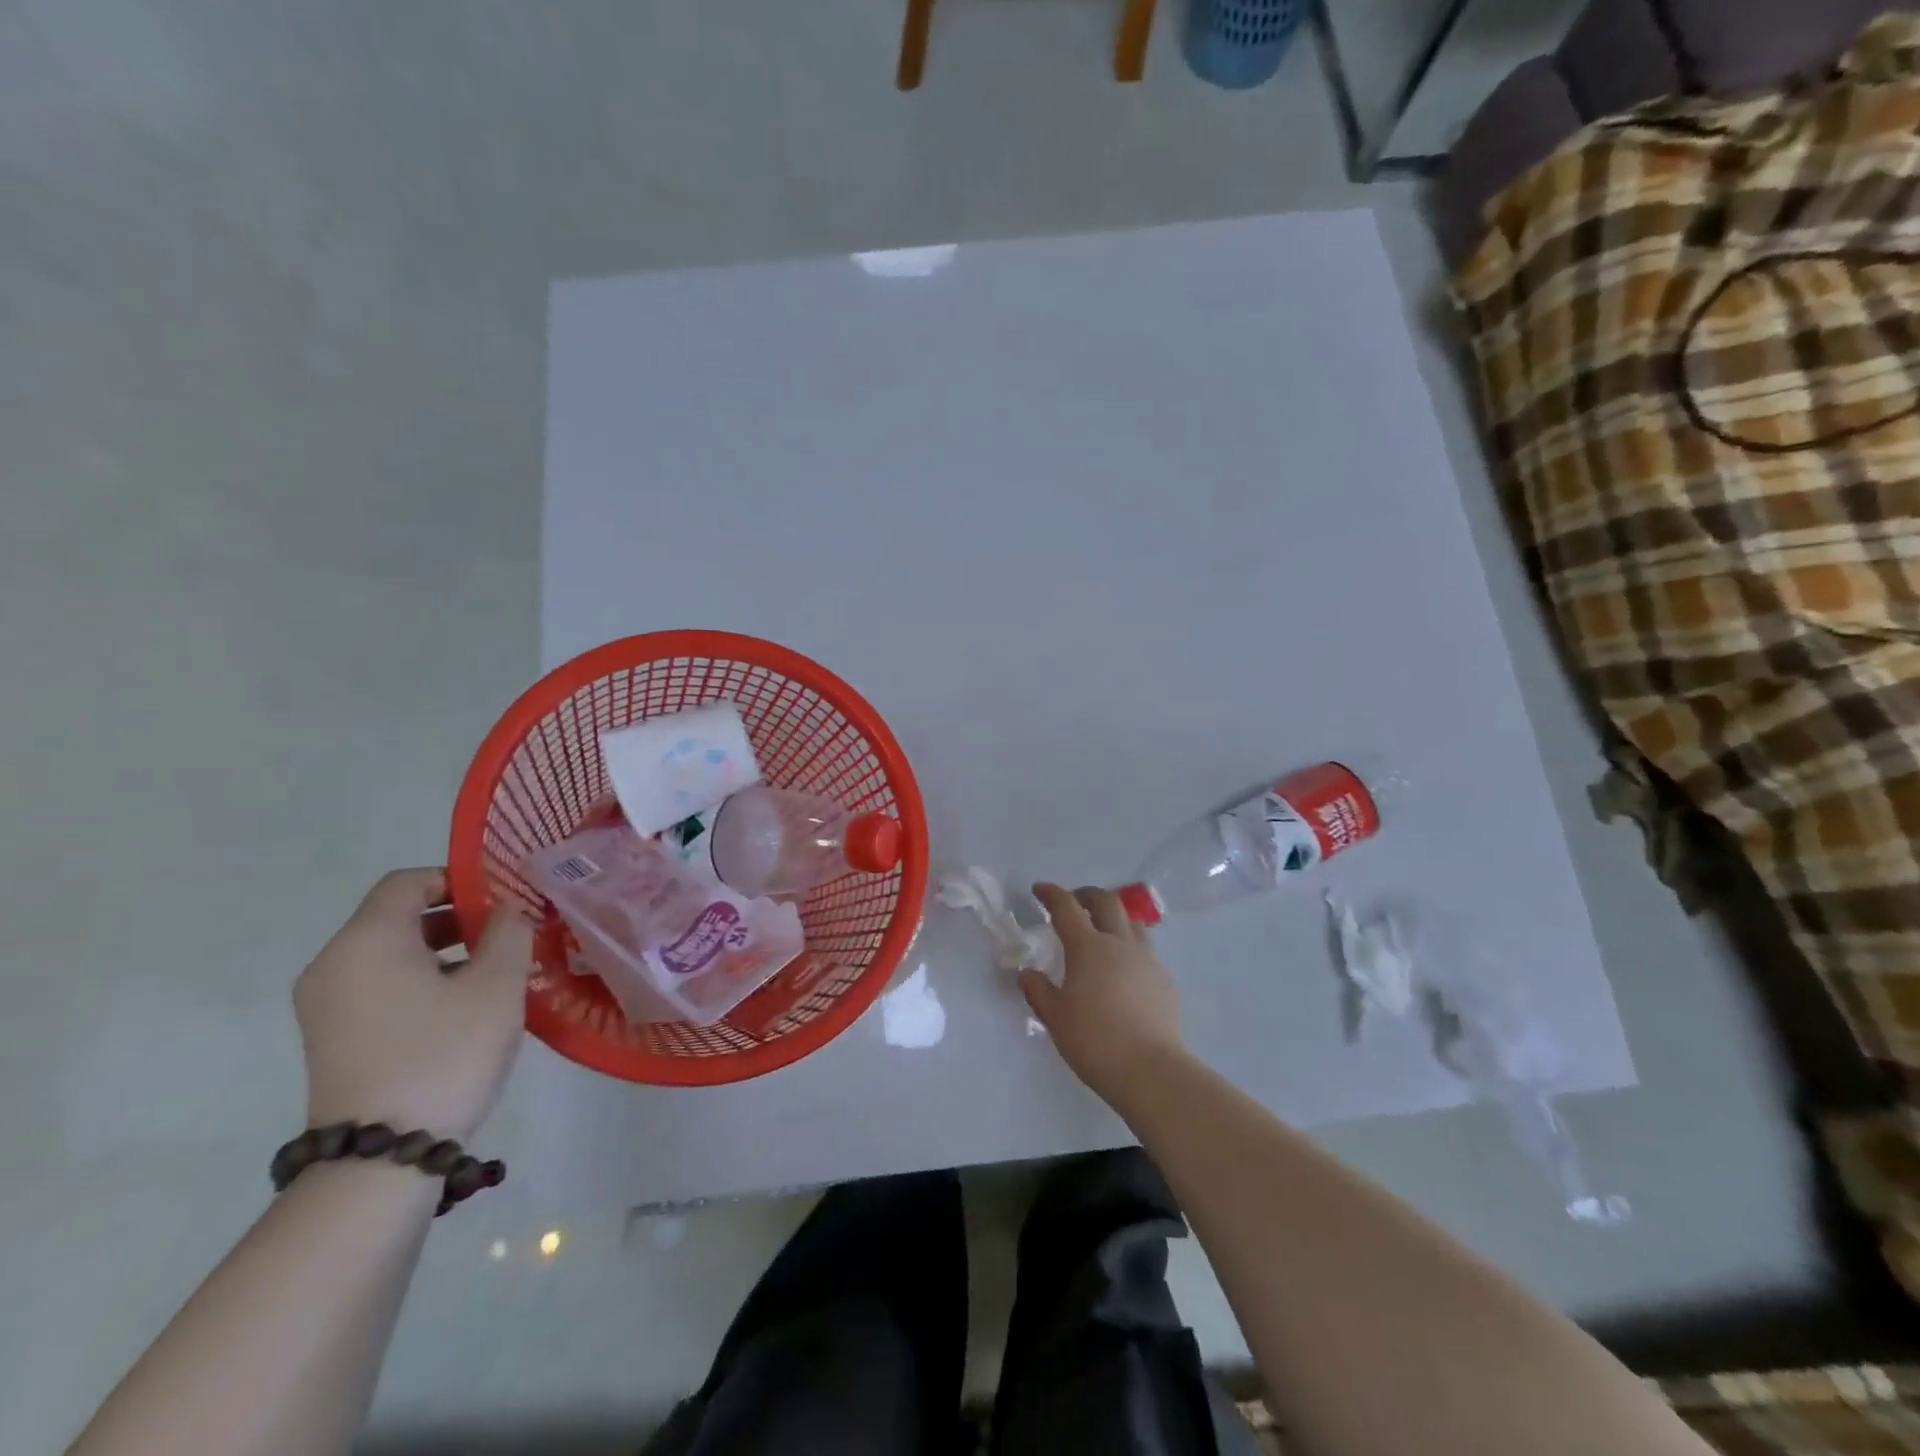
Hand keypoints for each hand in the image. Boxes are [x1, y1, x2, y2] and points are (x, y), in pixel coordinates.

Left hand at [295, 869, 533, 1140]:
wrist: (382, 1159)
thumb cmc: (444, 1054)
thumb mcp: (496, 985)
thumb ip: (509, 932)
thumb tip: (508, 908)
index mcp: (366, 942)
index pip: (407, 882)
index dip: (458, 879)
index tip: (503, 901)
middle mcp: (333, 965)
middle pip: (397, 916)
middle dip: (457, 917)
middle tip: (508, 936)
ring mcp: (326, 1005)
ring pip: (391, 952)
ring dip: (443, 950)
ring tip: (494, 973)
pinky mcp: (332, 1037)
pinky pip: (380, 985)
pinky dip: (421, 980)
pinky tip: (463, 1007)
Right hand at [1023, 884, 1185, 1103]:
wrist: (1150, 1069)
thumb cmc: (1094, 1040)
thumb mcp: (1055, 1017)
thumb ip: (1038, 990)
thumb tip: (1028, 973)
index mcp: (1087, 947)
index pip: (1066, 907)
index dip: (1051, 893)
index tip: (1040, 889)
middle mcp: (1119, 943)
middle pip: (1106, 902)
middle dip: (1087, 895)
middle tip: (1074, 902)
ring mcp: (1147, 959)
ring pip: (1132, 922)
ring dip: (1114, 917)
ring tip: (1103, 930)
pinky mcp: (1164, 980)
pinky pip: (1146, 950)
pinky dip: (1131, 947)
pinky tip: (1124, 969)